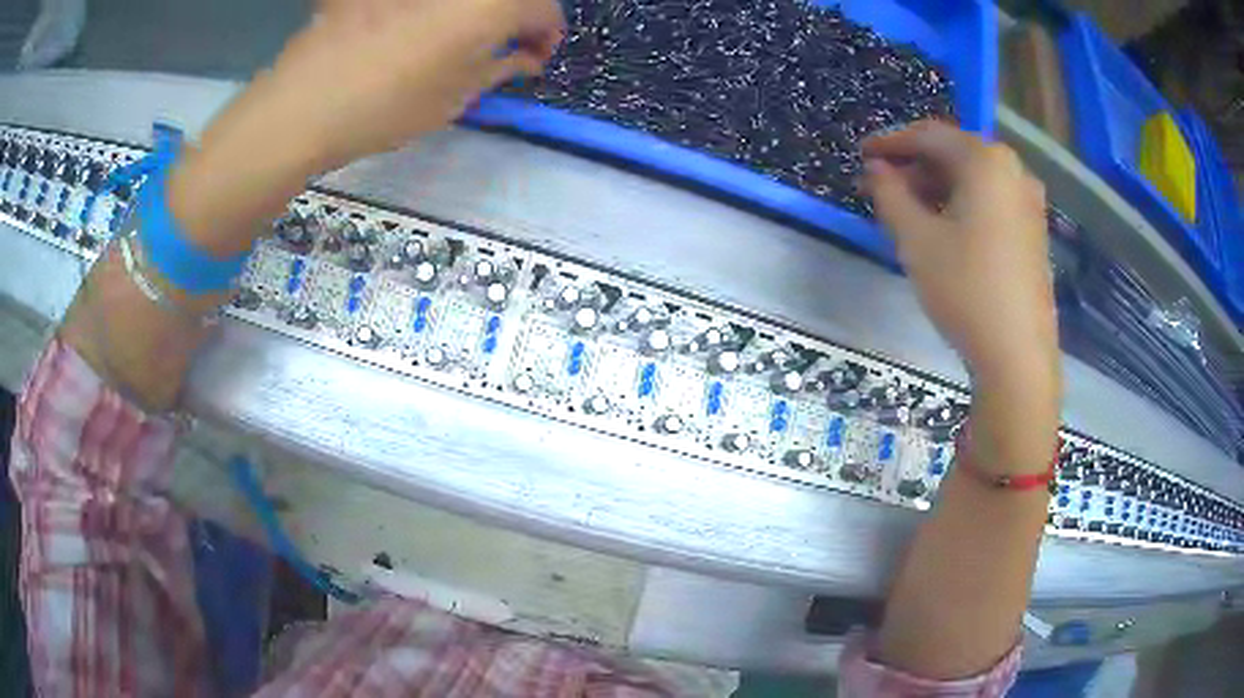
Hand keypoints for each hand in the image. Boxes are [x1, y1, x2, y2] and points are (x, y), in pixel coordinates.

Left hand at [168, 0, 563, 257]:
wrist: (304, 104)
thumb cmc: (388, 105)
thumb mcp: (457, 96)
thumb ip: (501, 67)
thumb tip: (523, 57)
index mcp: (489, 3)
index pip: (542, 8)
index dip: (547, 33)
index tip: (535, 58)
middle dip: (512, 17)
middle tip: (501, 47)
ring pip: (461, 0)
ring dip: (473, 13)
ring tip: (457, 40)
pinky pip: (420, 3)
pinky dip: (429, 12)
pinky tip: (412, 32)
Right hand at [862, 121, 1058, 394]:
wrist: (1017, 356)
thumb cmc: (966, 290)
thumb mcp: (916, 240)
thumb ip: (890, 194)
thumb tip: (876, 169)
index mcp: (986, 161)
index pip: (929, 135)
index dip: (891, 143)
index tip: (862, 156)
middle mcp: (1013, 170)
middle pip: (955, 154)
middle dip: (916, 167)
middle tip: (883, 189)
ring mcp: (1029, 201)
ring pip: (974, 179)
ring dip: (938, 187)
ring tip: (909, 212)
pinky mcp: (1034, 230)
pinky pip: (992, 200)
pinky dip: (963, 204)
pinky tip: (945, 229)